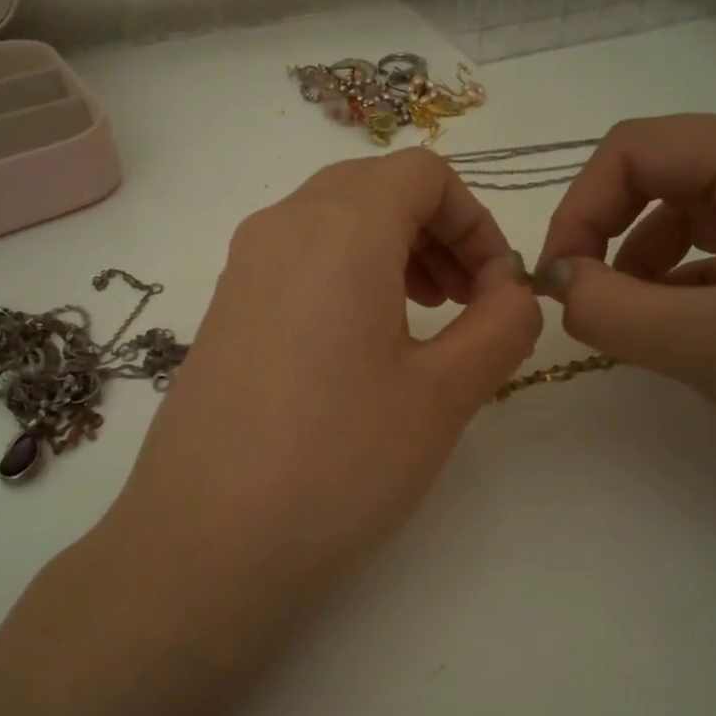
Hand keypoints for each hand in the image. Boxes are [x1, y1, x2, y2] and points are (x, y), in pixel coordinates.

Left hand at [108, 148, 540, 591]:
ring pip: (331, 221)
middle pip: (375, 187)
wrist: (204, 542)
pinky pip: (295, 261)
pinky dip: (344, 277)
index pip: (423, 172)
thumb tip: (511, 289)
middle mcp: (280, 227)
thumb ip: (501, 325)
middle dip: (435, 232)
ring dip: (390, 251)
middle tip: (462, 302)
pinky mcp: (222, 311)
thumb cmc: (338, 462)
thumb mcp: (444, 394)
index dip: (475, 220)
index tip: (494, 288)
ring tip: (418, 323)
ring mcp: (240, 268)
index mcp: (339, 228)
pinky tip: (357, 351)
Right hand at [534, 114, 715, 498]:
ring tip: (638, 331)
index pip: (635, 149)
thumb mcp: (713, 345)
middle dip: (609, 239)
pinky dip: (685, 291)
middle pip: (663, 178)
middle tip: (588, 309)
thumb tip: (557, 284)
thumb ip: (610, 309)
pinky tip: (686, 339)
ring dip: (644, 269)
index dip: (579, 208)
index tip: (556, 282)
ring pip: (690, 221)